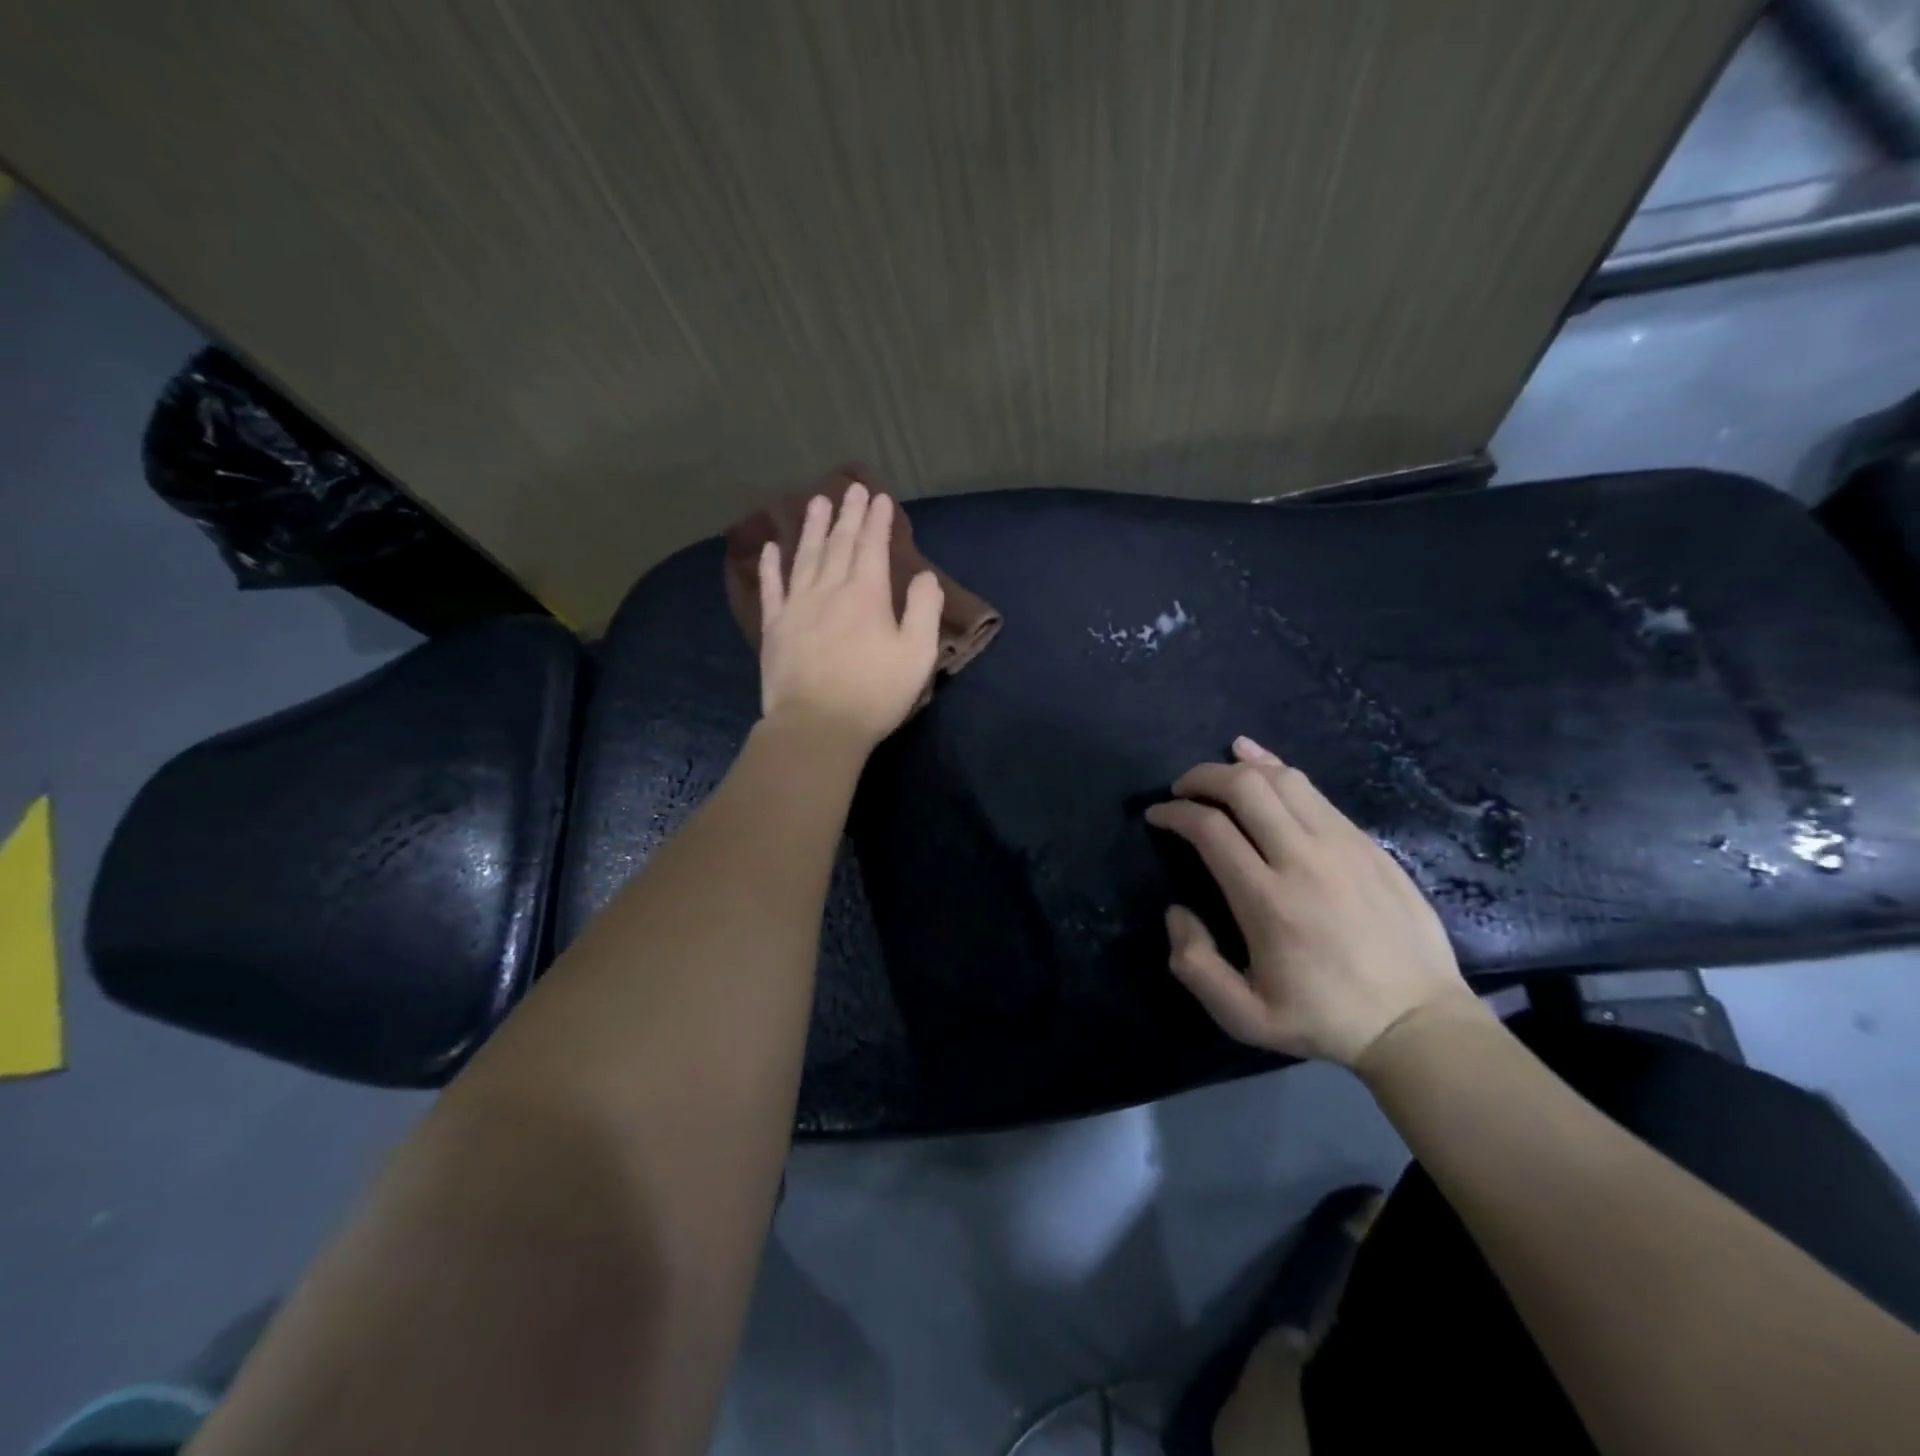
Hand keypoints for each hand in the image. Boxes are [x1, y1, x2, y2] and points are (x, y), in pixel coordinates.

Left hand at [757, 482, 944, 749]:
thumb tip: (926, 576)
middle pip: (838, 544)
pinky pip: (771, 589)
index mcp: (866, 594)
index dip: (877, 521)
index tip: (879, 497)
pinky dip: (771, 567)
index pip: (872, 547)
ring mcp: (796, 607)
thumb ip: (925, 611)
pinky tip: (771, 549)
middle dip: (847, 515)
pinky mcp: (774, 628)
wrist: (816, 726)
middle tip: (851, 488)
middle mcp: (829, 590)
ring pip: (805, 557)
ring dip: (812, 529)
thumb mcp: (917, 654)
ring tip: (815, 503)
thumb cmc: (874, 693)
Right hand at [1145, 736, 1481, 1068]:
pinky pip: (1315, 791)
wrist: (1417, 1023)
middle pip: (1245, 788)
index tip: (1156, 815)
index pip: (1210, 829)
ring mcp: (1342, 845)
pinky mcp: (1367, 843)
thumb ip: (1195, 965)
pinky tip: (1259, 761)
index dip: (1174, 813)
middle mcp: (1303, 859)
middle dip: (1202, 777)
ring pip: (1283, 779)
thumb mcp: (1244, 1017)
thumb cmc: (1324, 1019)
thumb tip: (1176, 912)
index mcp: (1268, 900)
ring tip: (1216, 774)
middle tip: (1180, 789)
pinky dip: (1278, 769)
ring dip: (1240, 768)